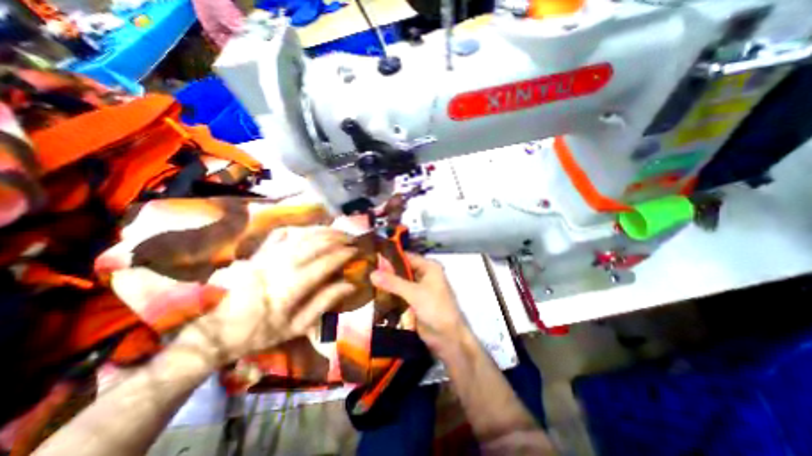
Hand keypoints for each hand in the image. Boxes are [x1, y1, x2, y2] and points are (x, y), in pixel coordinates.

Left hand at [177, 228, 358, 367]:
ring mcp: (268, 256)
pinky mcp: (259, 252)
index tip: (356, 251)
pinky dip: (301, 229)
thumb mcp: (296, 327)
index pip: (325, 263)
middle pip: (316, 243)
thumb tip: (349, 285)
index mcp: (291, 286)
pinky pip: (283, 233)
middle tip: (352, 238)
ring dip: (324, 231)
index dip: (343, 254)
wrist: (215, 331)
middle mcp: (281, 265)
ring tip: (338, 231)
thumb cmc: (259, 332)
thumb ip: (324, 303)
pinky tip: (310, 231)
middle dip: (338, 238)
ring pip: (302, 235)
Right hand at [371, 254, 468, 356]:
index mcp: (429, 267)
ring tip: (365, 282)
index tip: (371, 258)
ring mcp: (419, 290)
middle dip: (386, 272)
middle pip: (402, 270)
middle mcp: (424, 275)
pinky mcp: (414, 302)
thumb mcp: (414, 293)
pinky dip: (390, 295)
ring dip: (387, 284)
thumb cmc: (435, 309)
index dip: (390, 257)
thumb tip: (372, 273)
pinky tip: (374, 295)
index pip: (406, 257)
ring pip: (400, 283)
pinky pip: (400, 295)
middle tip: (364, 271)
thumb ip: (393, 283)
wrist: (448, 338)